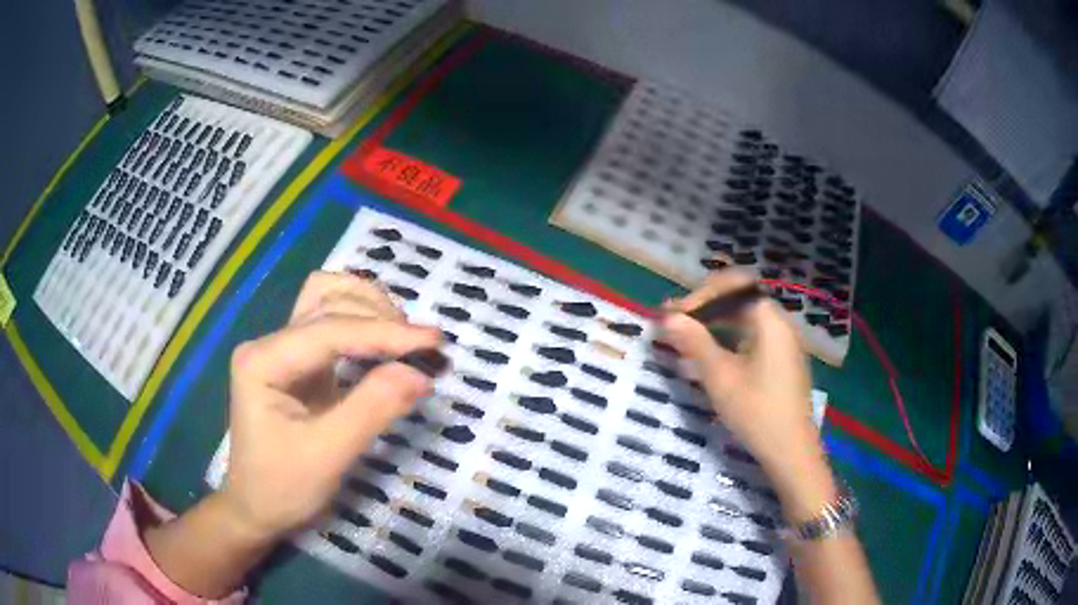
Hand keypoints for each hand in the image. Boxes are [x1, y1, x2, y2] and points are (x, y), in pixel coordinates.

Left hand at [219, 271, 441, 540]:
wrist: (257, 509)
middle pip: (328, 300)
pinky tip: (384, 341)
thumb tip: (421, 373)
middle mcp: (269, 342)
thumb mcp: (328, 455)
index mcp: (263, 360)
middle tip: (422, 349)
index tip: (434, 341)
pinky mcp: (297, 362)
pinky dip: (363, 323)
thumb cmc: (283, 488)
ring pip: (329, 300)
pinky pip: (332, 323)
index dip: (384, 332)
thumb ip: (372, 409)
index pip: (330, 329)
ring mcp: (281, 349)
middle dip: (378, 317)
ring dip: (370, 310)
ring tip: (405, 340)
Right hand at [661, 270, 813, 465]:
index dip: (701, 296)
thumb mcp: (721, 378)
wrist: (791, 451)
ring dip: (716, 321)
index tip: (675, 315)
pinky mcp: (782, 361)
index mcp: (769, 320)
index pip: (733, 287)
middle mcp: (780, 324)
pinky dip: (730, 336)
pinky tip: (712, 352)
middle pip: (741, 299)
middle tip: (675, 321)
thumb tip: (668, 317)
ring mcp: (784, 343)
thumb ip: (695, 342)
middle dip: (706, 306)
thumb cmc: (756, 412)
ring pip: (746, 318)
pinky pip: (753, 335)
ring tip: (687, 334)